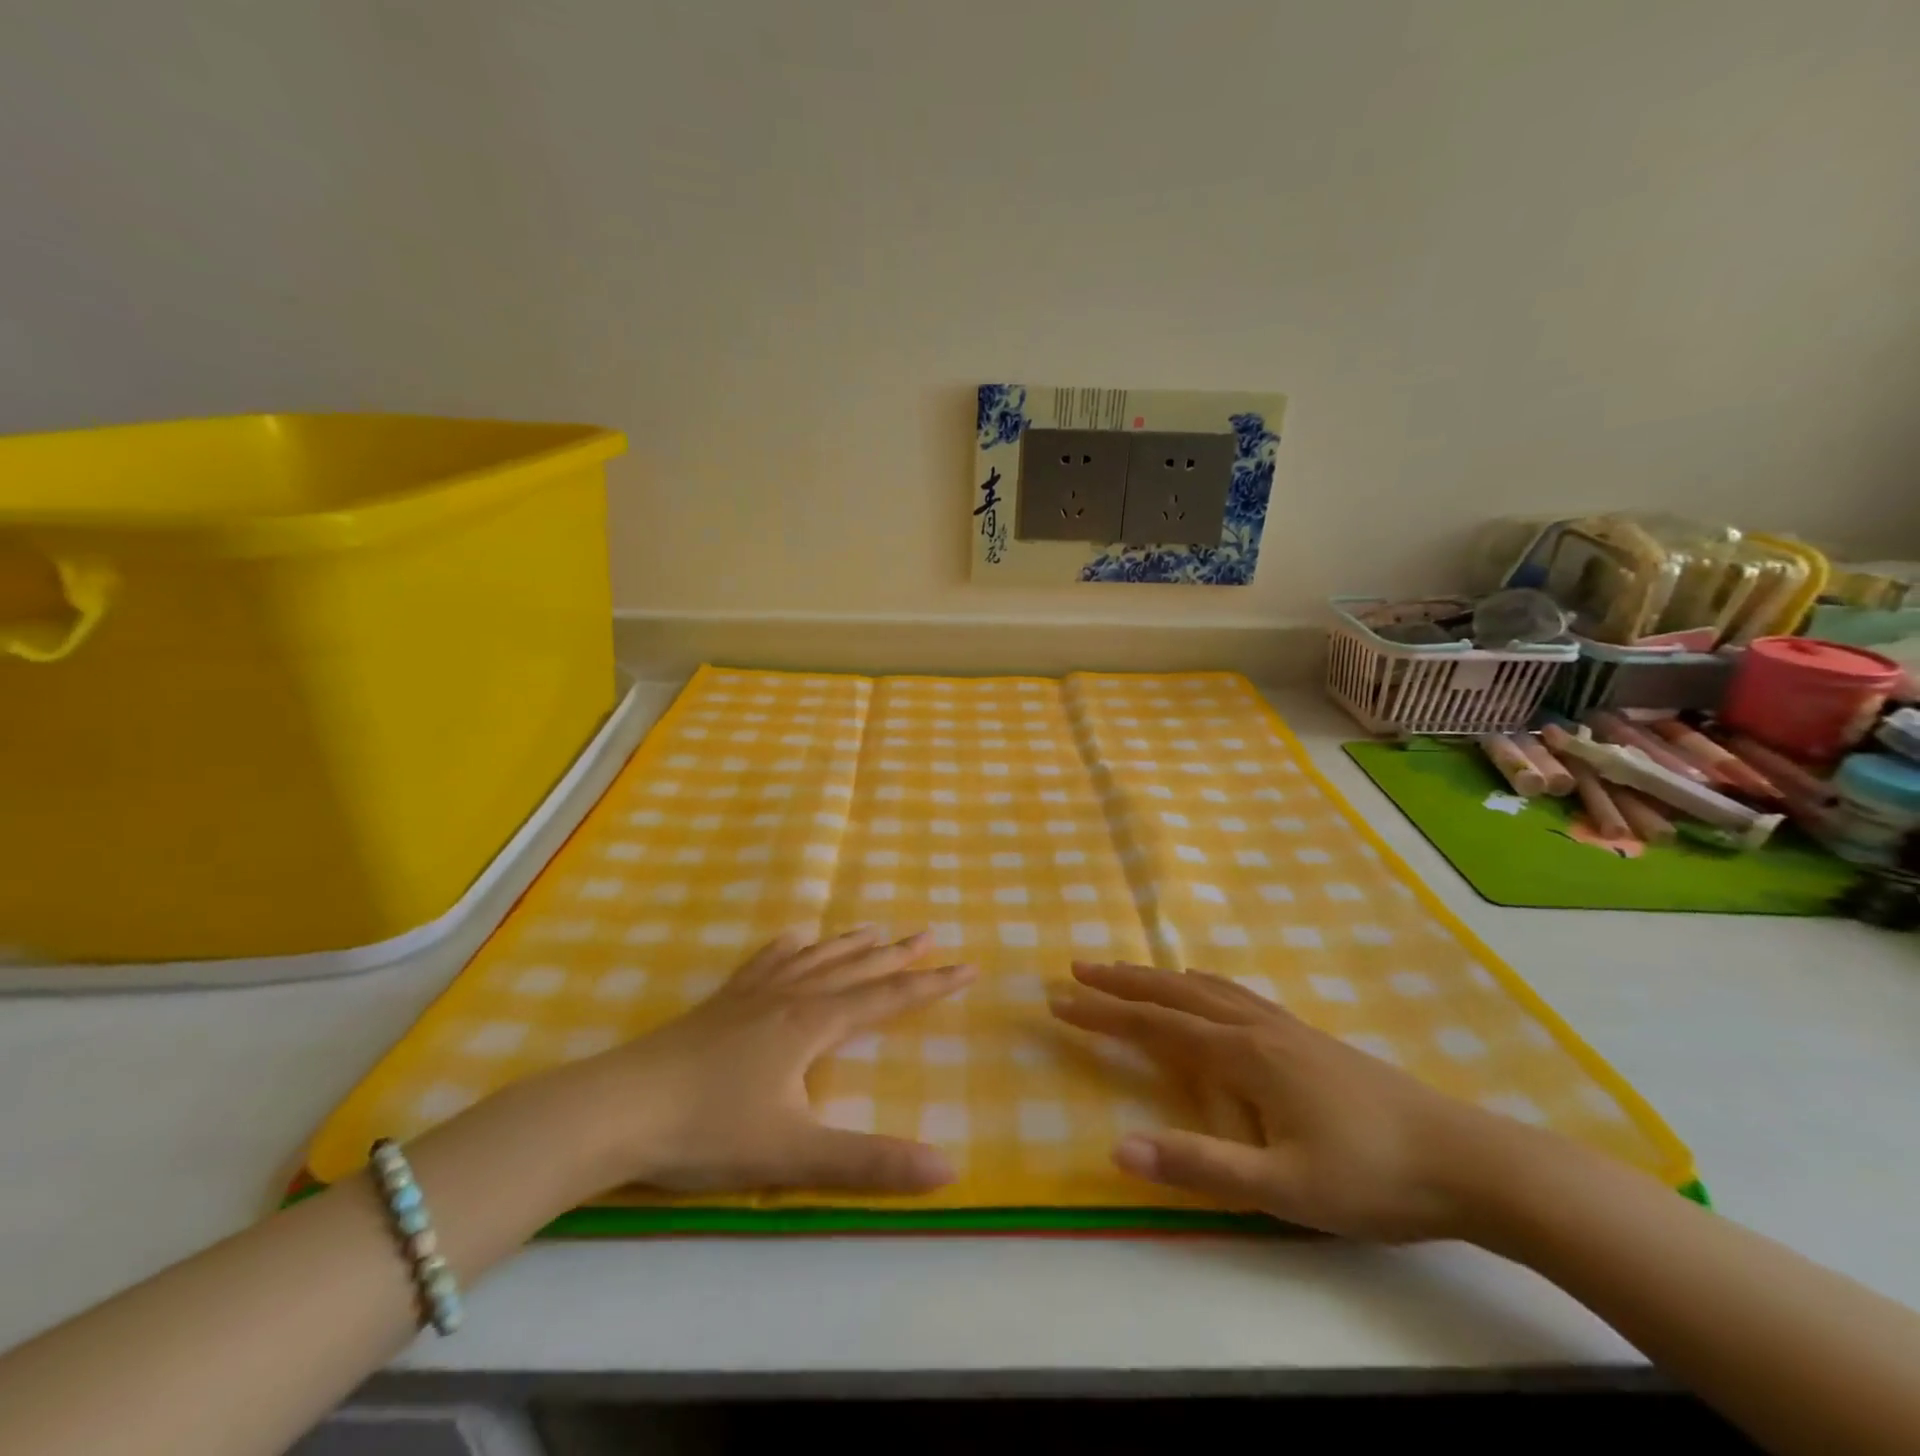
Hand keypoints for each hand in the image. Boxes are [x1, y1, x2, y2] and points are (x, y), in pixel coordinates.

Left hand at [560, 926, 975, 1196]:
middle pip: (855, 968)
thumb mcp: (795, 1154)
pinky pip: (765, 961)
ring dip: (850, 944)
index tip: (968, 965)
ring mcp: (752, 994)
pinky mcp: (721, 1003)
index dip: (931, 984)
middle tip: (929, 933)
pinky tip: (794, 937)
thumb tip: (948, 1169)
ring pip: (815, 959)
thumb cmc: (709, 1129)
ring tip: (876, 928)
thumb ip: (871, 1162)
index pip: (887, 998)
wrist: (617, 1109)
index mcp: (813, 1025)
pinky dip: (788, 946)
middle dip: (897, 954)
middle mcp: (790, 997)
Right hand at [1049, 962, 1533, 1240]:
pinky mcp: (1306, 1036)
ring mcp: (1284, 1027)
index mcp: (1242, 1057)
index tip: (1058, 1002)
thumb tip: (1117, 1148)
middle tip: (1076, 968)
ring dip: (1157, 979)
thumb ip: (1199, 1167)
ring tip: (1126, 972)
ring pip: (1204, 989)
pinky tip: (1205, 989)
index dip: (1103, 1015)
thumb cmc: (1372, 1180)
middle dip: (1121, 983)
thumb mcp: (1282, 1190)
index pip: (1154, 1028)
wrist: (1467, 1160)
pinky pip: (1235, 994)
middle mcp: (1255, 1028)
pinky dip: (1200, 984)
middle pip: (1173, 994)